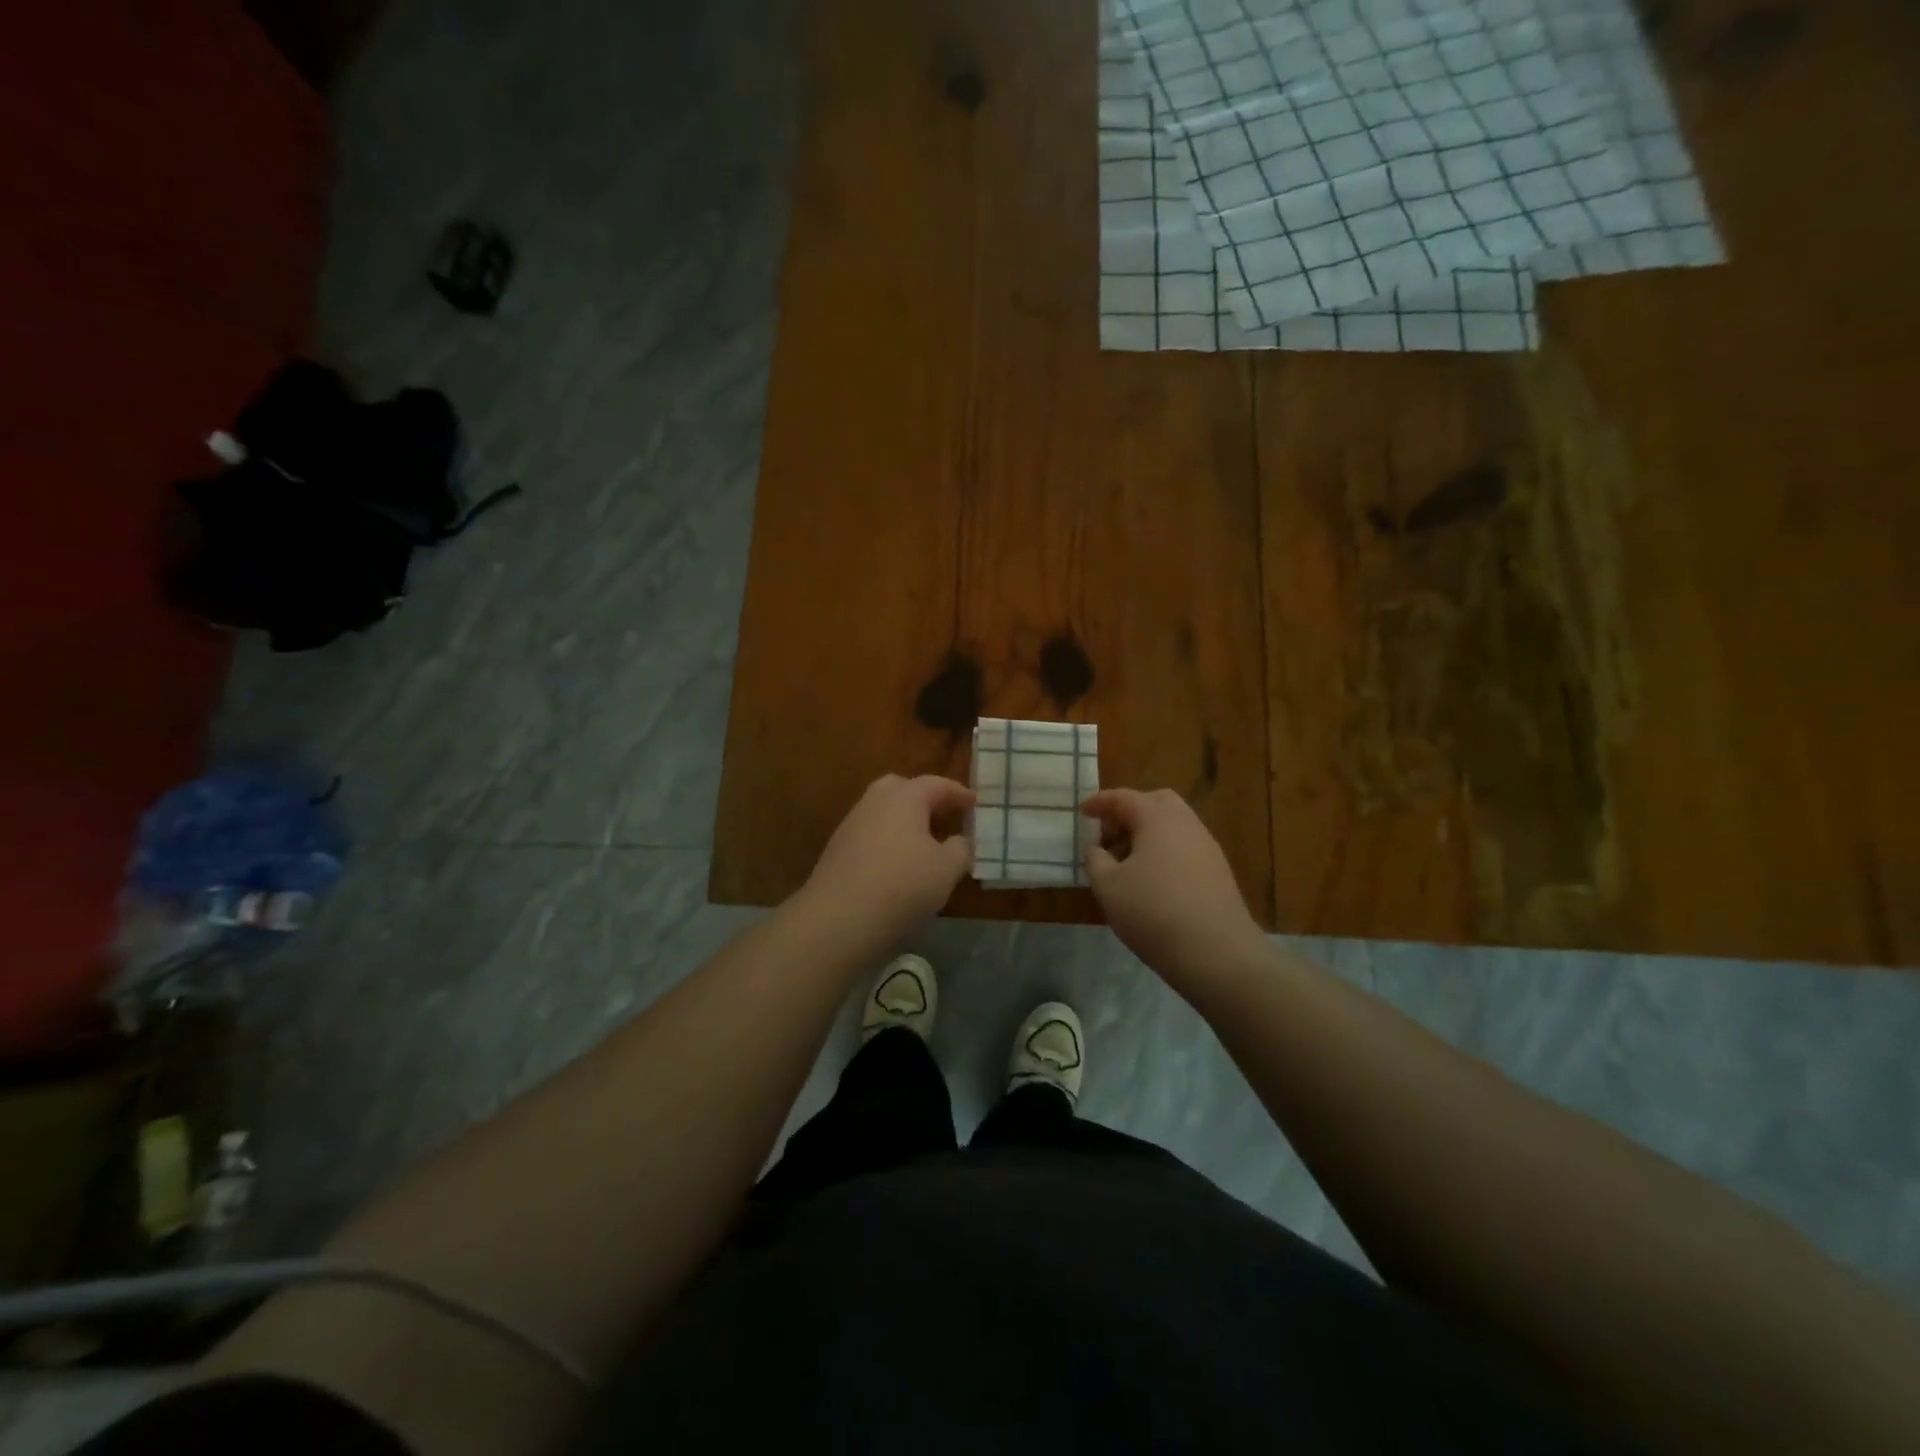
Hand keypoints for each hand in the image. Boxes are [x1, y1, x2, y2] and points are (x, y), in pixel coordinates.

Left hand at [803, 774, 974, 937]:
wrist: (838, 918)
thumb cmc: (902, 885)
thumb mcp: (946, 869)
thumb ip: (960, 849)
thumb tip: (960, 841)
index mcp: (904, 797)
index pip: (936, 784)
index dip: (958, 793)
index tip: (975, 803)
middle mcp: (875, 802)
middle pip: (901, 788)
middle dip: (924, 798)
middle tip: (943, 814)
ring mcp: (851, 825)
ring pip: (883, 812)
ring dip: (904, 821)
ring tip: (924, 843)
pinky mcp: (837, 849)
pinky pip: (870, 834)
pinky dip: (888, 840)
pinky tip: (898, 864)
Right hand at [1082, 788, 1265, 986]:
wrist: (1216, 952)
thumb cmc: (1153, 911)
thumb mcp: (1108, 886)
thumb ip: (1096, 861)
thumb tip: (1097, 849)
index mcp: (1157, 818)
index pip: (1124, 798)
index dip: (1100, 802)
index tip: (1083, 811)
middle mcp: (1186, 824)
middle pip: (1156, 803)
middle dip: (1129, 813)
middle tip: (1109, 836)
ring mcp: (1207, 847)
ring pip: (1173, 826)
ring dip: (1147, 835)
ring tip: (1126, 864)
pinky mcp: (1219, 872)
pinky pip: (1185, 848)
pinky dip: (1164, 852)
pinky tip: (1152, 881)